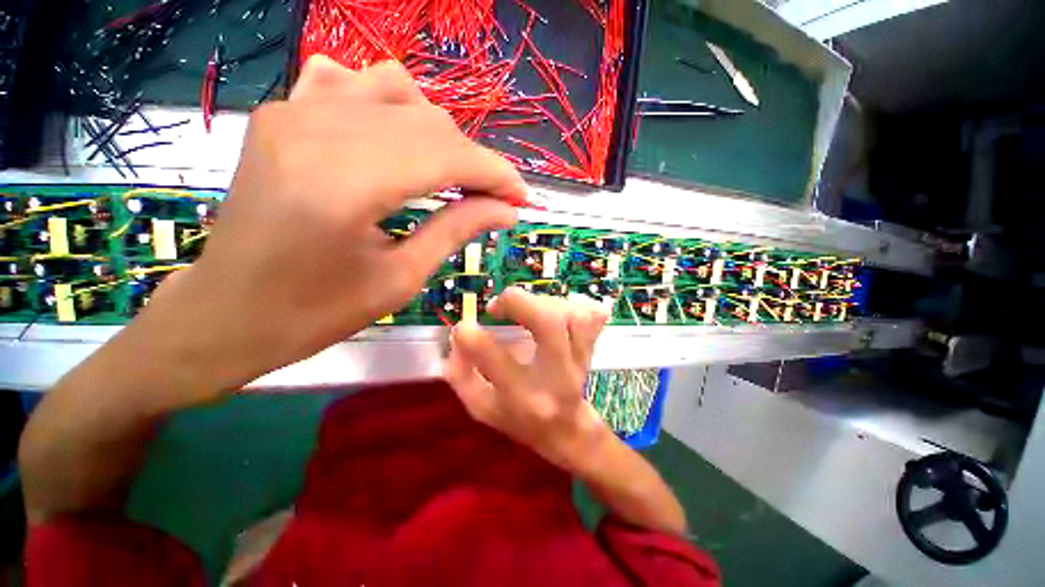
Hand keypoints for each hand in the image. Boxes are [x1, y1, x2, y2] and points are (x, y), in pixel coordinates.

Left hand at [133, 55, 526, 395]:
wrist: (228, 312)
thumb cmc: (315, 312)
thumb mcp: (401, 280)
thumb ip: (457, 231)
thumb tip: (507, 210)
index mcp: (345, 185)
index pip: (448, 157)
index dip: (496, 174)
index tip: (521, 198)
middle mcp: (316, 130)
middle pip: (429, 123)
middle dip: (475, 161)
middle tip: (494, 197)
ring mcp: (293, 111)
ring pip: (398, 92)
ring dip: (438, 134)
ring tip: (448, 174)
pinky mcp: (282, 113)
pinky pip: (351, 82)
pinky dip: (389, 106)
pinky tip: (395, 139)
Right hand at [443, 287, 612, 471]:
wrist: (567, 430)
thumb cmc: (520, 420)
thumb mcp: (482, 408)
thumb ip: (463, 376)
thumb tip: (457, 338)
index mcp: (523, 397)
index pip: (497, 361)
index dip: (473, 338)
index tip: (464, 327)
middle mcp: (555, 376)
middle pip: (548, 322)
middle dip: (517, 302)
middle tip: (498, 306)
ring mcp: (579, 359)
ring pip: (570, 314)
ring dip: (541, 303)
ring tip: (524, 312)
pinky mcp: (590, 347)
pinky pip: (591, 316)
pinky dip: (571, 305)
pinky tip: (554, 311)